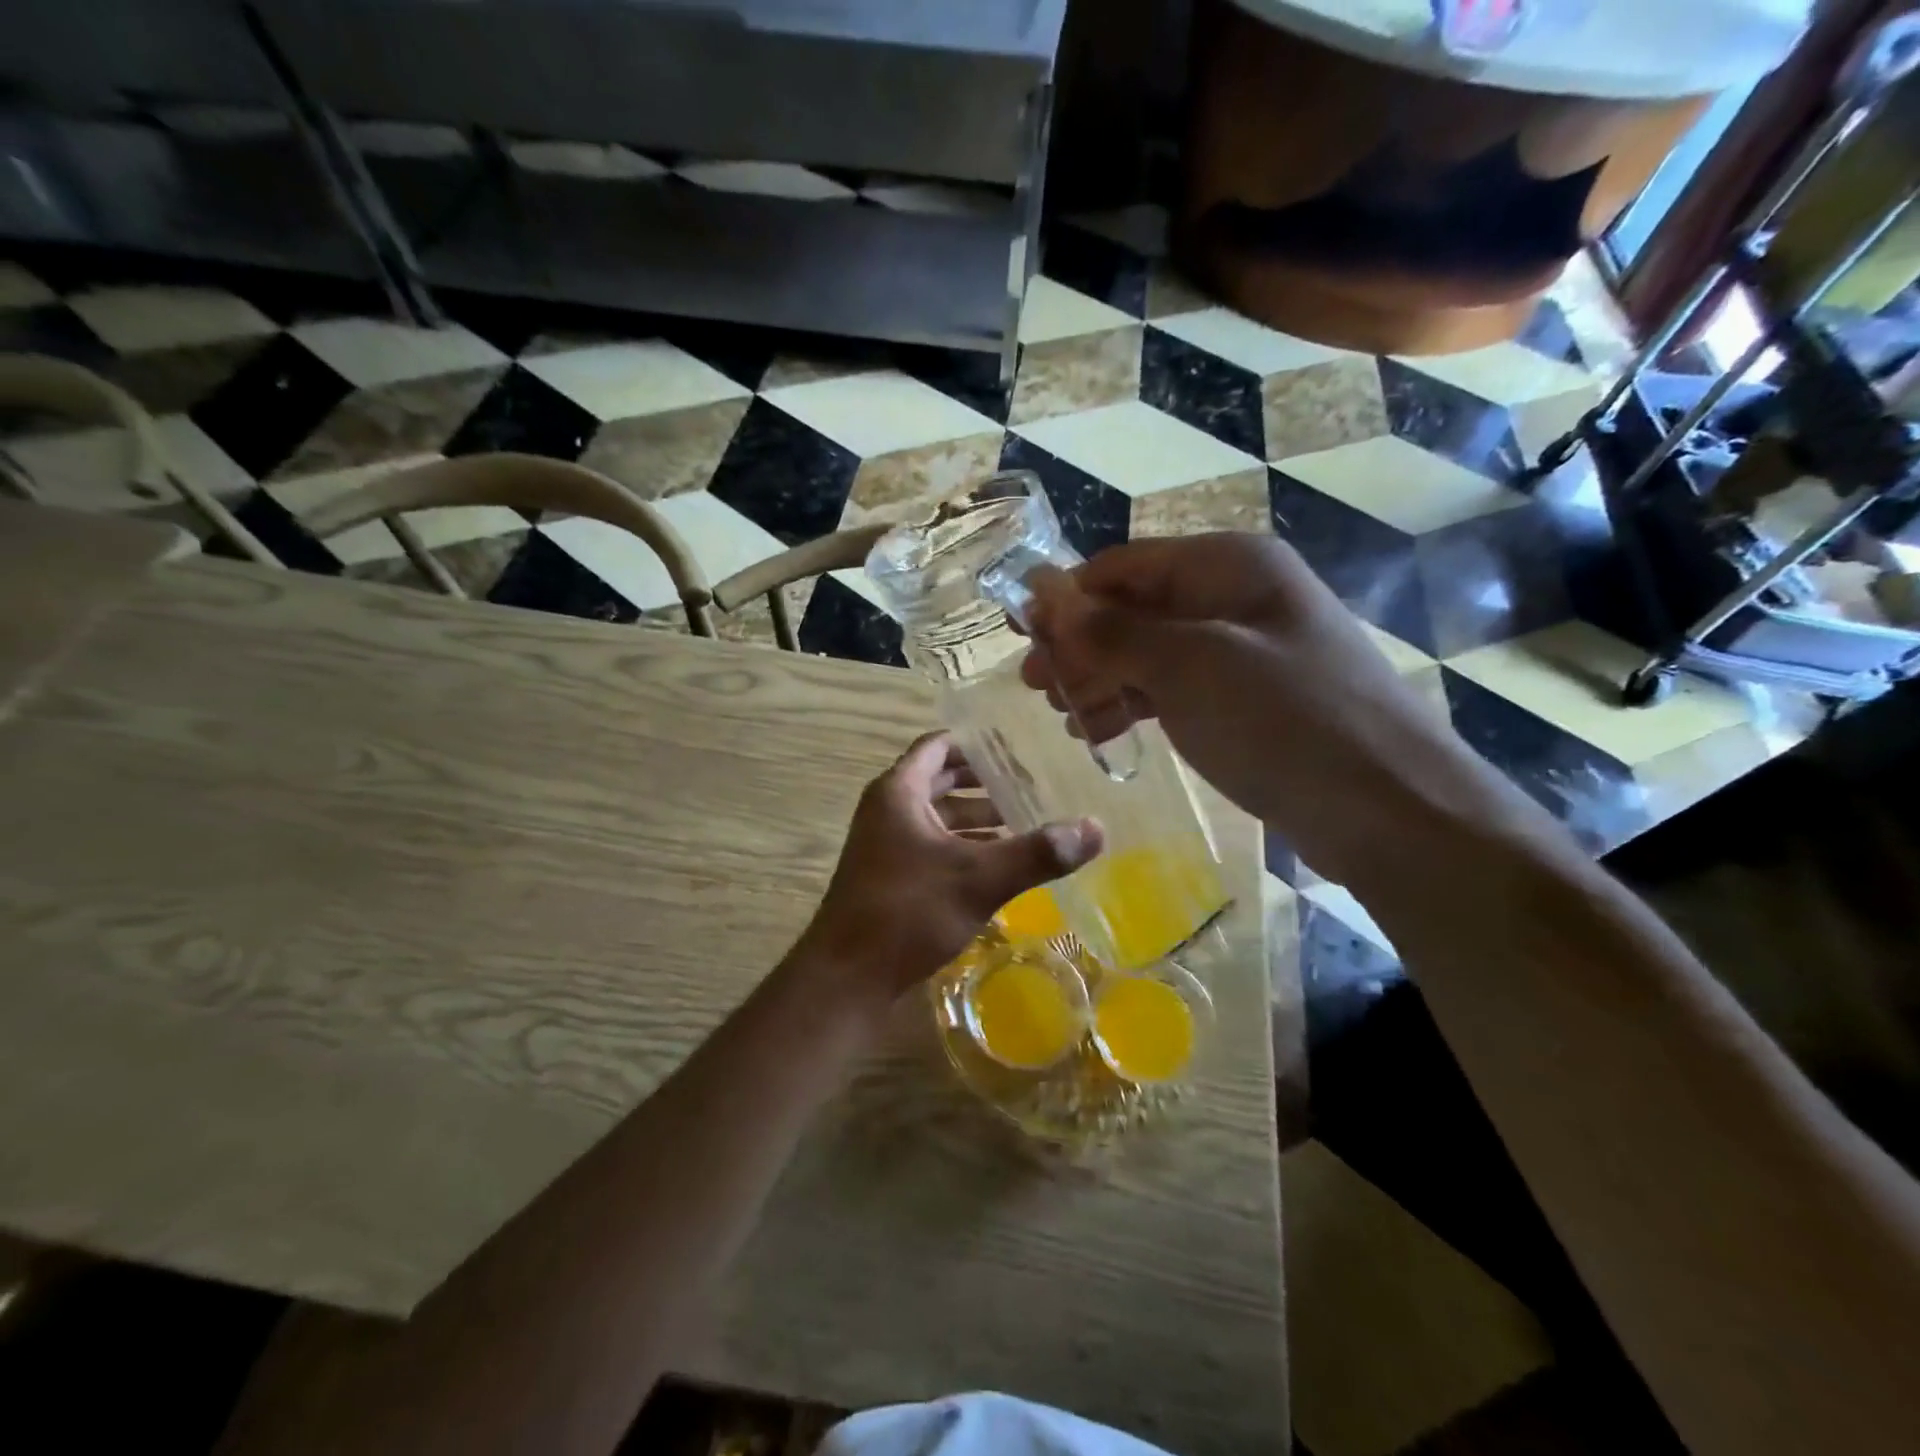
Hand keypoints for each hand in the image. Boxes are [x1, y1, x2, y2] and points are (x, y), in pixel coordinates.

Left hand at [794, 732, 1100, 1002]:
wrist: (847, 977)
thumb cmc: (907, 912)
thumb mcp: (979, 878)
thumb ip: (1037, 853)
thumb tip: (1096, 828)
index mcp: (899, 792)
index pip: (938, 746)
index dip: (975, 743)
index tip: (1016, 746)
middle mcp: (887, 810)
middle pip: (940, 780)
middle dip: (983, 782)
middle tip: (1031, 784)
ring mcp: (885, 844)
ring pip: (937, 816)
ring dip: (975, 818)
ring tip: (1024, 823)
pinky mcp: (889, 876)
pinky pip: (931, 846)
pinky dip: (962, 846)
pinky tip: (996, 864)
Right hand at [1021, 533, 1535, 893]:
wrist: (1388, 808)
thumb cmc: (1284, 720)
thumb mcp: (1189, 667)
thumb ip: (1112, 631)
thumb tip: (1045, 597)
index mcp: (1228, 565)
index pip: (1123, 565)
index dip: (1067, 596)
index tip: (1018, 634)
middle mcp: (1235, 596)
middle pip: (1134, 608)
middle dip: (1081, 644)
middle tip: (1034, 686)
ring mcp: (1243, 651)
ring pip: (1150, 652)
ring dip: (1101, 679)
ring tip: (1065, 716)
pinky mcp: (1246, 701)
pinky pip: (1174, 690)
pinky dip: (1135, 706)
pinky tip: (1104, 733)